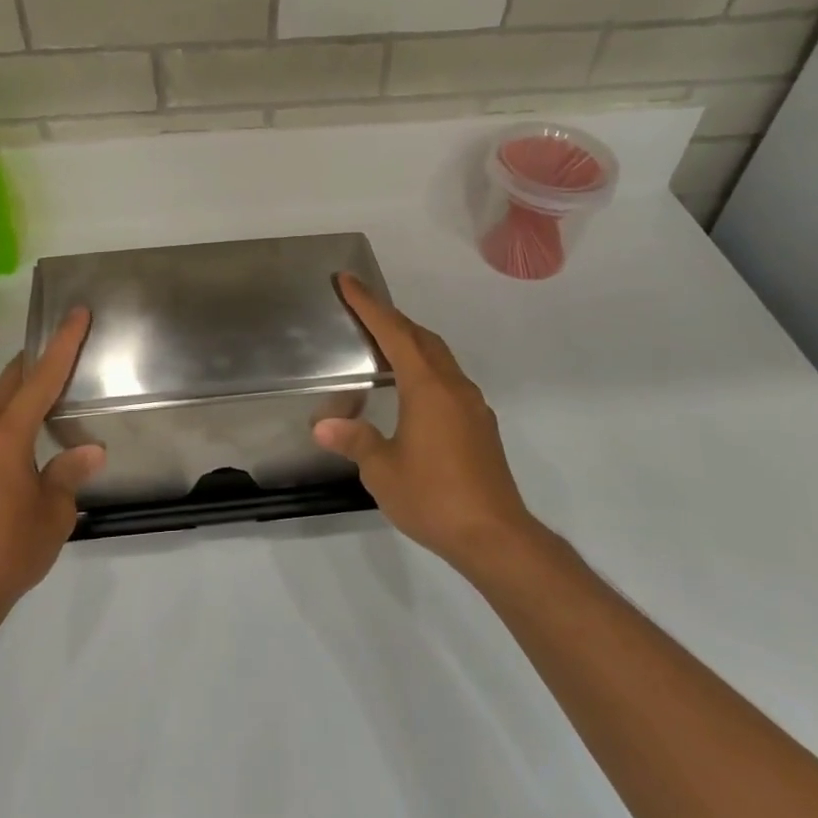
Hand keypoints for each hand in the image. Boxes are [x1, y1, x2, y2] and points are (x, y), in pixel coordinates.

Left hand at [0, 308, 102, 622]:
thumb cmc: (7, 552)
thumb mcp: (53, 513)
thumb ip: (68, 474)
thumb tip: (91, 451)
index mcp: (4, 436)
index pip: (40, 378)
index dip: (63, 344)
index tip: (76, 313)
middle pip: (10, 382)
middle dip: (37, 361)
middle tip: (65, 345)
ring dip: (19, 390)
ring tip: (48, 387)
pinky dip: (7, 417)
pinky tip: (23, 432)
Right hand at [314, 274, 536, 572]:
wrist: (495, 536)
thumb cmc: (434, 497)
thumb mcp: (382, 471)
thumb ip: (355, 441)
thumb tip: (323, 427)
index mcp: (428, 388)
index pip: (394, 333)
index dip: (369, 305)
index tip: (348, 281)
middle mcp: (454, 387)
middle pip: (421, 338)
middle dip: (391, 318)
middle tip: (362, 310)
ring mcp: (472, 406)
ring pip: (439, 358)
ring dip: (412, 343)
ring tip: (384, 346)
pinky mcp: (481, 426)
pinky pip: (449, 380)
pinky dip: (426, 369)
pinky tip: (413, 391)